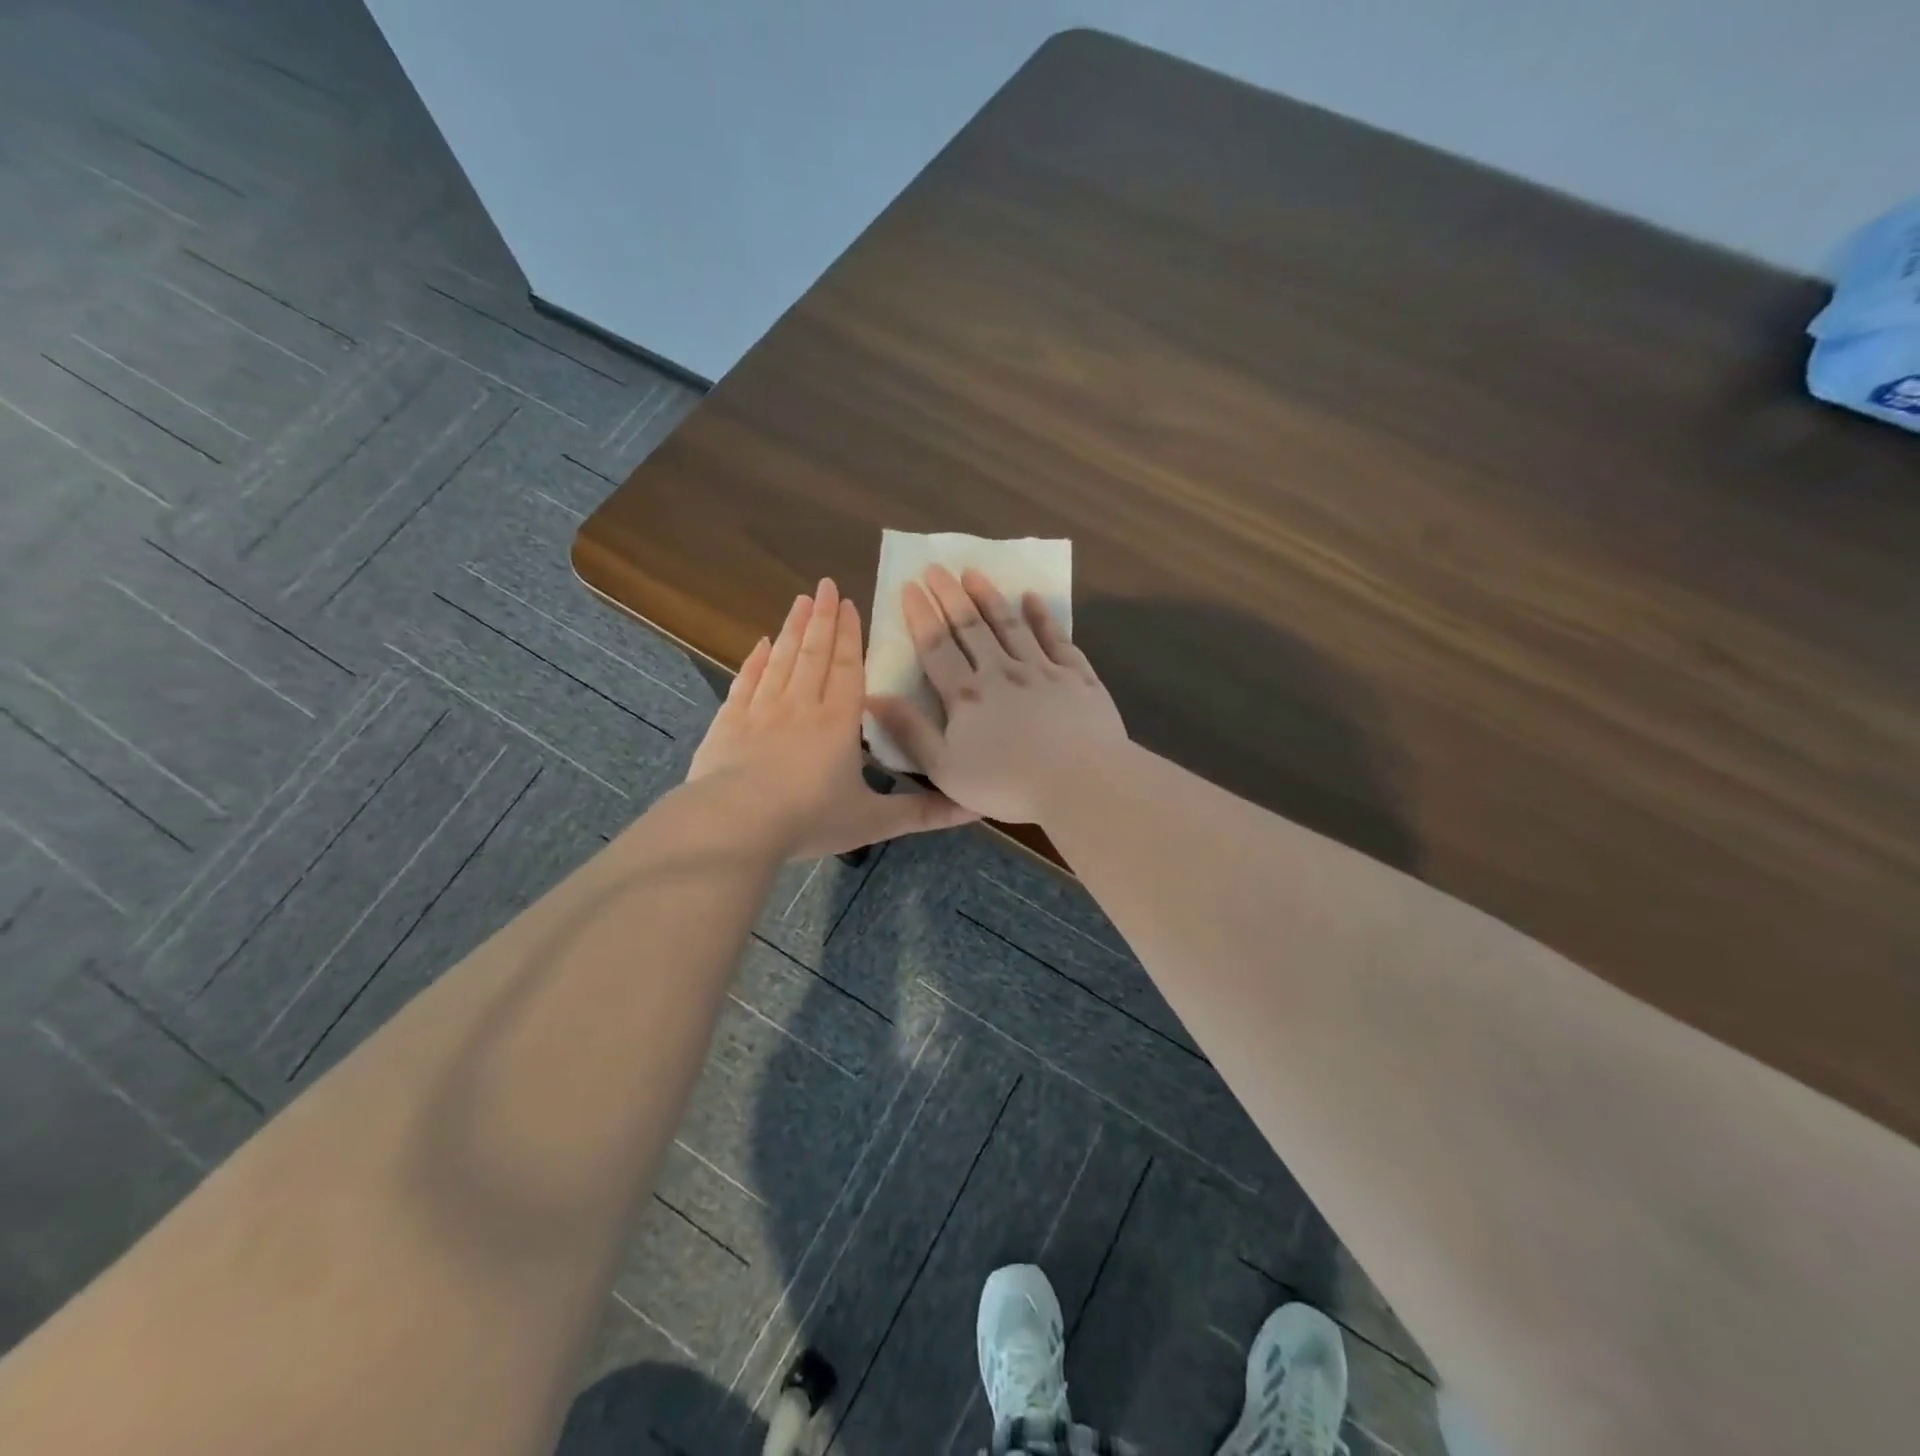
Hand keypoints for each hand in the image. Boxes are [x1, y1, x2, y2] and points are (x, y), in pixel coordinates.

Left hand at [686, 578, 977, 858]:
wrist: (734, 825)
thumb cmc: (808, 820)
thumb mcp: (872, 821)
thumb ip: (922, 813)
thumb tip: (973, 808)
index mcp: (838, 722)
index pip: (847, 668)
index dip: (849, 635)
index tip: (849, 603)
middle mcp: (801, 705)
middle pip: (814, 652)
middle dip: (822, 617)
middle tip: (825, 584)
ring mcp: (761, 710)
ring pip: (781, 659)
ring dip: (792, 628)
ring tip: (800, 600)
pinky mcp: (729, 722)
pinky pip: (745, 681)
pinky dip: (754, 660)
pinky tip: (760, 644)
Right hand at [867, 566, 1126, 823]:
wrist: (1080, 783)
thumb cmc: (1006, 784)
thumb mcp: (945, 769)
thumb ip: (910, 731)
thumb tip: (873, 696)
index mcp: (966, 696)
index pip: (936, 647)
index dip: (921, 615)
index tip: (909, 585)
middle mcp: (1001, 672)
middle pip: (971, 627)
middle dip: (950, 596)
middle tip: (936, 567)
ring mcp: (1042, 670)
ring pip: (1010, 625)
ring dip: (990, 597)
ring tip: (974, 573)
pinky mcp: (1077, 677)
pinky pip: (1056, 638)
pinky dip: (1042, 617)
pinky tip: (1032, 599)